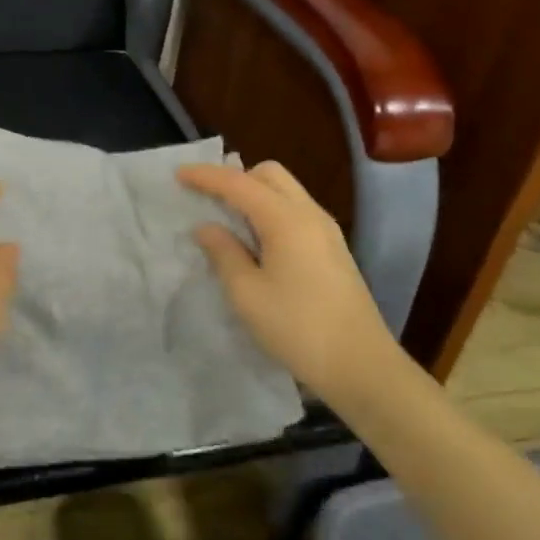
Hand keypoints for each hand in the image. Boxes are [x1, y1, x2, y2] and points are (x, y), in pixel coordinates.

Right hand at [178, 161, 401, 402]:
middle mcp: (309, 214)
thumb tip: (207, 228)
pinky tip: (256, 241)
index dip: (206, 176)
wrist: (361, 365)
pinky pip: (295, 211)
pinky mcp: (333, 249)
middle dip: (236, 178)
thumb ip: (223, 253)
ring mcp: (326, 231)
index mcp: (286, 220)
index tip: (178, 174)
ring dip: (254, 194)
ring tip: (227, 221)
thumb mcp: (247, 294)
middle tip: (208, 200)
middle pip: (269, 174)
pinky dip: (270, 211)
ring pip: (285, 191)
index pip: (239, 184)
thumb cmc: (297, 328)